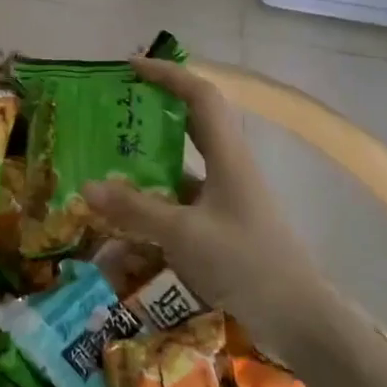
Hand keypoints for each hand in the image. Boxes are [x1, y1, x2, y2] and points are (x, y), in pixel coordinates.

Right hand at [82, 57, 326, 320]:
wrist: (299, 320)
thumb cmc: (246, 263)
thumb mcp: (184, 235)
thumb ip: (135, 210)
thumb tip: (88, 187)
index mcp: (227, 156)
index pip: (200, 96)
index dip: (167, 74)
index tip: (131, 67)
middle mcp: (228, 168)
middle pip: (191, 123)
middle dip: (153, 111)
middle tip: (113, 112)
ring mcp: (227, 198)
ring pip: (183, 165)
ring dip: (148, 161)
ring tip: (108, 163)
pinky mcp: (223, 225)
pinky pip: (182, 200)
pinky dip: (155, 200)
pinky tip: (127, 217)